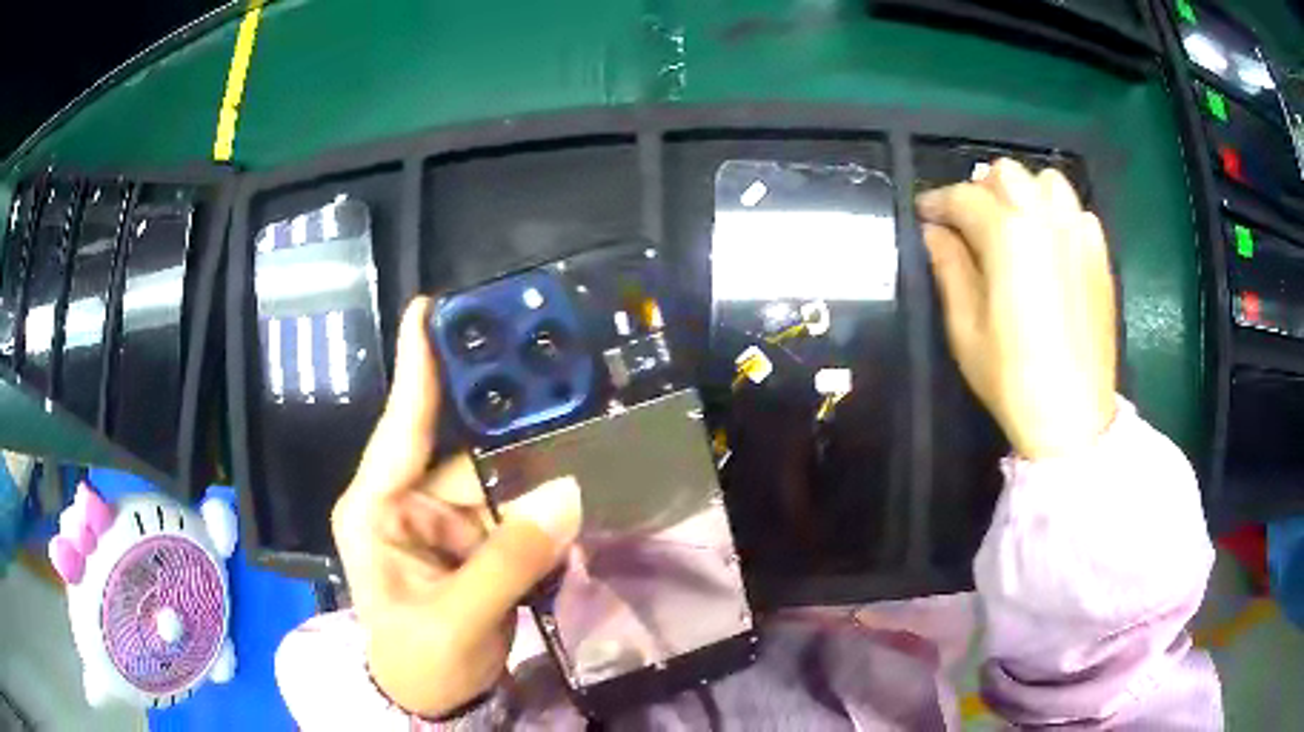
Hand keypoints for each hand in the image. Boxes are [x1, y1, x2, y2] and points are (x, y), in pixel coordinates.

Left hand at [331, 297, 581, 715]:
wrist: (435, 698)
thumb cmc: (418, 660)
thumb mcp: (456, 618)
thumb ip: (508, 560)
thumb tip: (567, 493)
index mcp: (377, 509)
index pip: (397, 426)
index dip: (416, 367)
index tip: (431, 306)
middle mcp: (407, 502)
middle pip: (464, 451)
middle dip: (511, 428)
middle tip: (556, 382)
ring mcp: (444, 522)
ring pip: (498, 481)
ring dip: (537, 473)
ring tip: (584, 441)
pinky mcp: (475, 542)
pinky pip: (514, 511)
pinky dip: (542, 505)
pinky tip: (576, 487)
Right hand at [916, 159, 1116, 460]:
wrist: (1073, 415)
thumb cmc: (1012, 377)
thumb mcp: (965, 328)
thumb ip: (949, 268)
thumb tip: (934, 231)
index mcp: (1008, 236)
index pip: (964, 198)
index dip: (937, 201)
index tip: (924, 214)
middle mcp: (1046, 220)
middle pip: (1007, 174)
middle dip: (981, 189)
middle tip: (969, 222)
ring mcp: (1079, 234)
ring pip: (1048, 181)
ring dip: (1024, 193)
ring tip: (1014, 225)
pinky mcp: (1099, 255)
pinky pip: (1077, 211)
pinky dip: (1058, 215)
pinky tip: (1050, 245)